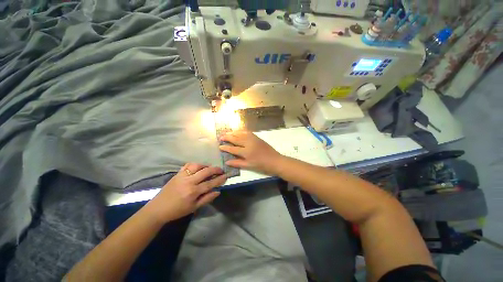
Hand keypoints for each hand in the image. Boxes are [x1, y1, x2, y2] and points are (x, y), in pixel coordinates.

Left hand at [147, 163, 226, 222]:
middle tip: (221, 170)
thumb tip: (218, 191)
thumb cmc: (177, 210)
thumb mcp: (194, 208)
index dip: (219, 179)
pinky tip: (198, 167)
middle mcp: (189, 181)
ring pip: (197, 165)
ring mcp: (182, 176)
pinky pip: (187, 165)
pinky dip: (195, 164)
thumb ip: (207, 199)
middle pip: (205, 171)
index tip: (226, 176)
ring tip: (209, 168)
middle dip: (215, 169)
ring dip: (205, 165)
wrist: (158, 209)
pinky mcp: (177, 174)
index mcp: (193, 191)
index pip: (210, 183)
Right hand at [219, 131, 282, 174]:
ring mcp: (253, 139)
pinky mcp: (257, 137)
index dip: (225, 148)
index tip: (220, 146)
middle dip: (227, 137)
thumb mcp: (249, 166)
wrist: (275, 160)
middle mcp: (248, 143)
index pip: (233, 149)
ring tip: (227, 133)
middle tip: (220, 137)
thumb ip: (237, 163)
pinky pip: (247, 132)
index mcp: (246, 152)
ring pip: (241, 134)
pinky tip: (237, 131)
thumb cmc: (262, 165)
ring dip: (233, 133)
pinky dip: (241, 131)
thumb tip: (226, 161)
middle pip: (236, 139)